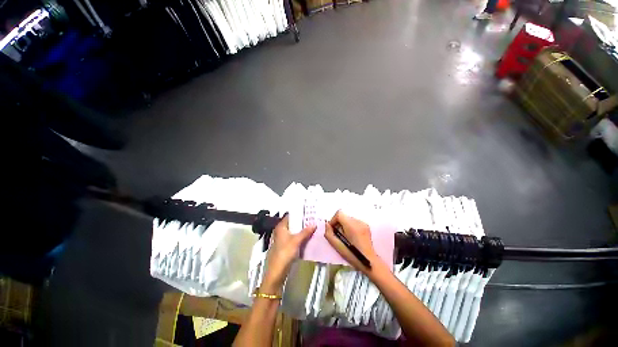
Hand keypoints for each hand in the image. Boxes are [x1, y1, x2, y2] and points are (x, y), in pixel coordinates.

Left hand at [262, 215, 315, 292]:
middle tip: (313, 219)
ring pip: (295, 231)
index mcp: (281, 227)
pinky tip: (309, 237)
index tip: (308, 212)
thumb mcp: (296, 241)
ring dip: (303, 230)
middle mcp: (281, 231)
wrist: (277, 272)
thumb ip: (305, 232)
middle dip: (303, 222)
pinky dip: (301, 237)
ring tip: (313, 226)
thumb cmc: (284, 253)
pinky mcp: (286, 246)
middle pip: (293, 224)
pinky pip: (295, 238)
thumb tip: (314, 224)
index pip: (290, 216)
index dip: (299, 214)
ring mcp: (283, 239)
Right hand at [324, 210, 381, 274]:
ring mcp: (363, 223)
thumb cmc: (353, 255)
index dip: (333, 220)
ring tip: (345, 237)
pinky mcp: (366, 226)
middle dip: (338, 223)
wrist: (370, 262)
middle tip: (338, 235)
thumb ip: (329, 234)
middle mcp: (358, 222)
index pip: (339, 214)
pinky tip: (351, 237)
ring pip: (348, 219)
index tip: (333, 229)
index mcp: (351, 225)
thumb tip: (327, 225)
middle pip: (344, 216)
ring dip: (344, 225)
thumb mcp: (337, 246)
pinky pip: (354, 222)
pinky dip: (350, 226)